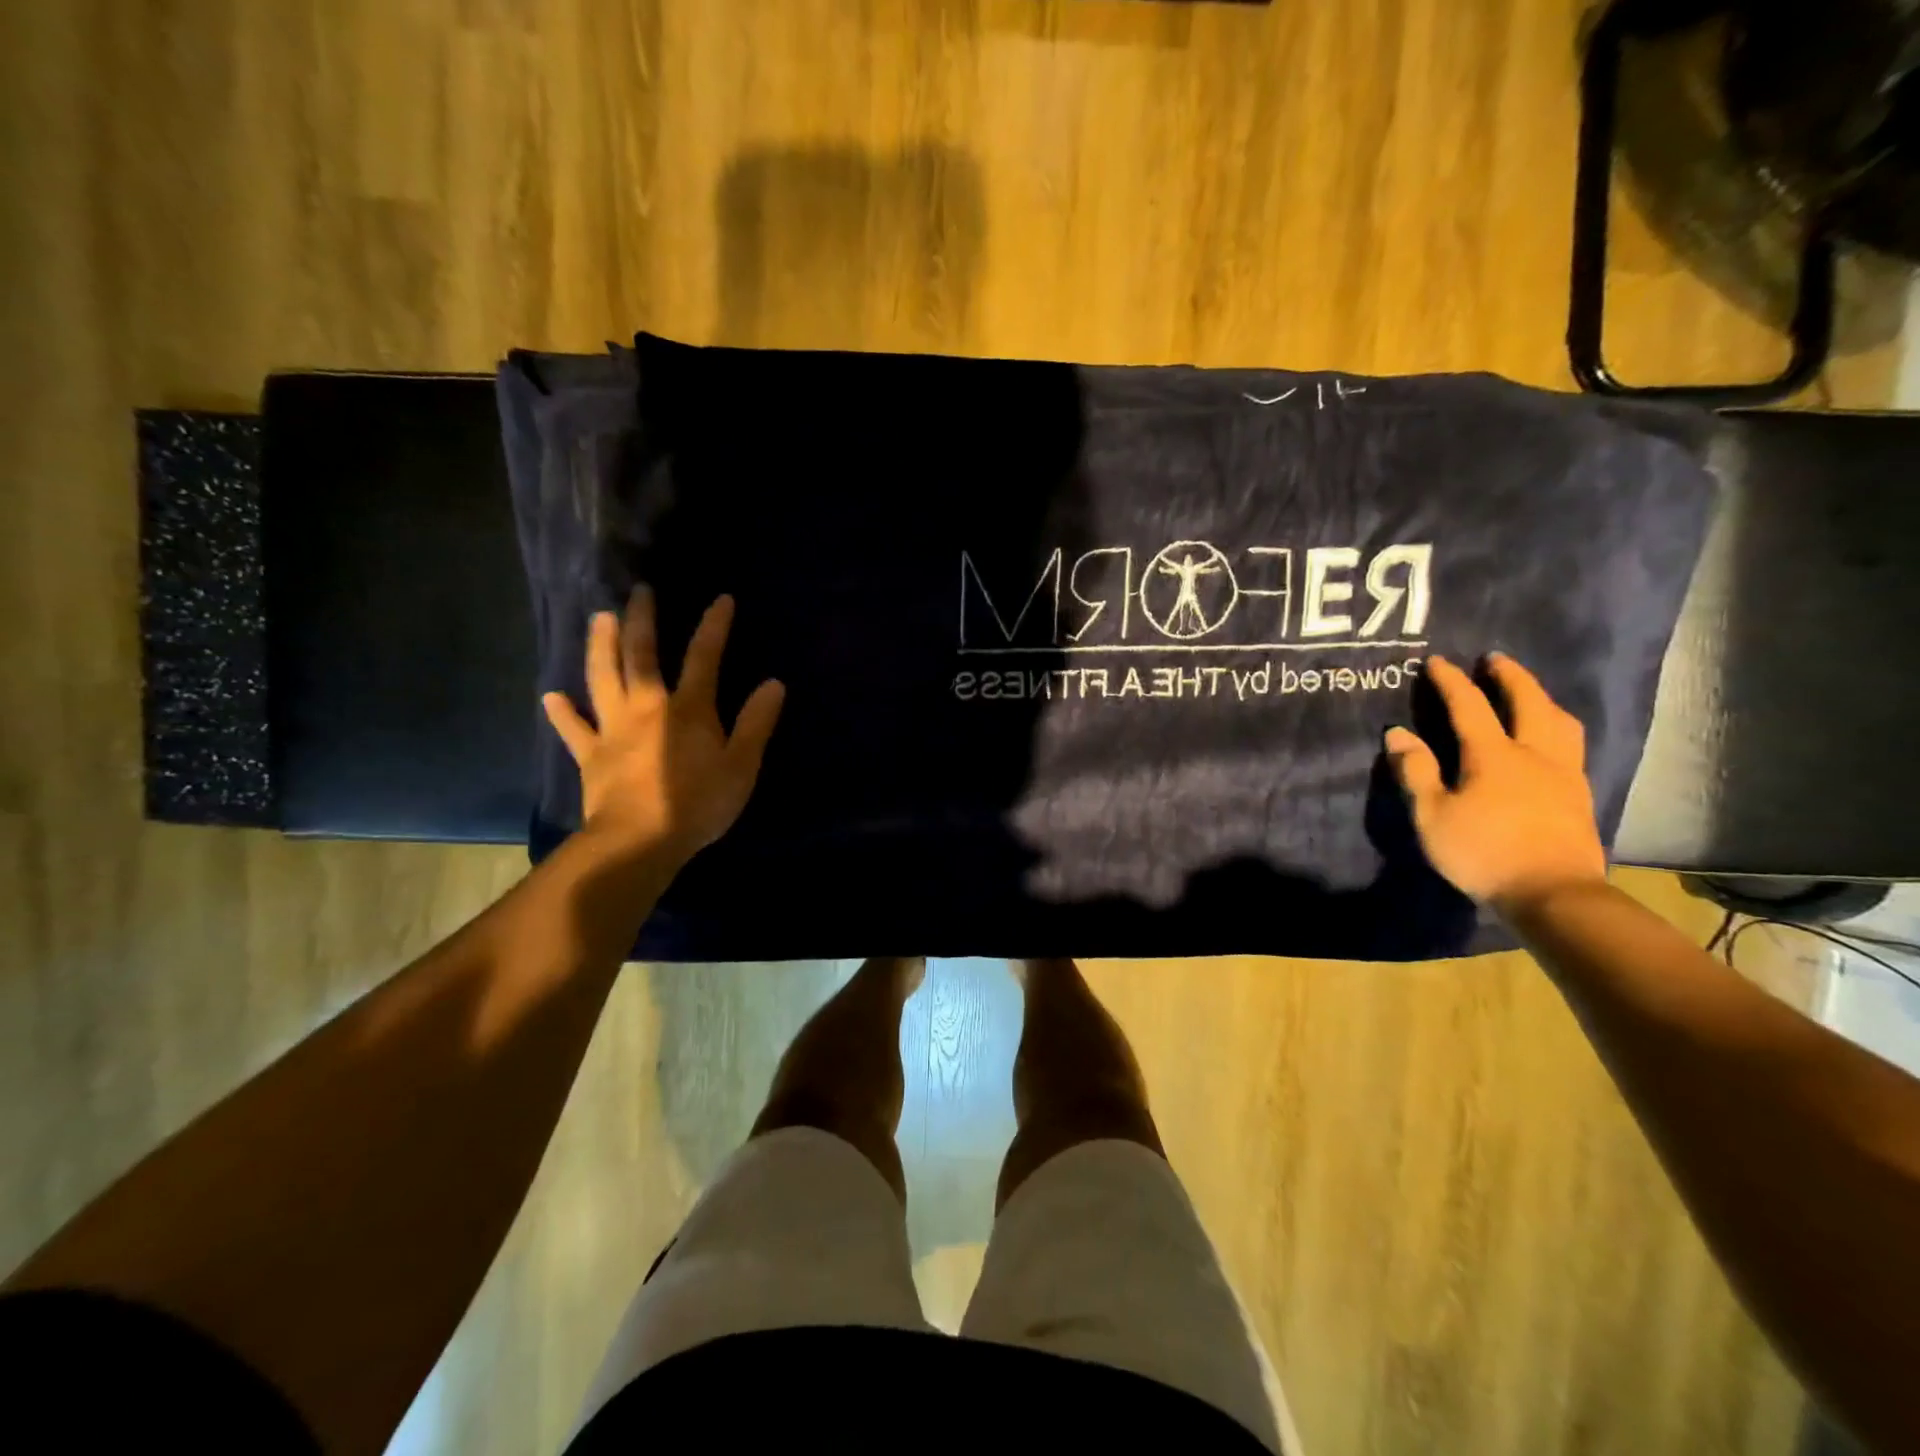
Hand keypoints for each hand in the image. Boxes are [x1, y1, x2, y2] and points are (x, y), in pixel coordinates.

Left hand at [543, 589, 784, 864]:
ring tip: (598, 617)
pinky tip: (551, 696)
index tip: (721, 599)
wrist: (639, 841)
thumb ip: (756, 723)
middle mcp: (647, 707)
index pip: (704, 657)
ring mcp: (613, 729)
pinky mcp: (591, 755)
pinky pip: (573, 729)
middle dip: (641, 620)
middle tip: (638, 591)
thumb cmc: (698, 804)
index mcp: (688, 709)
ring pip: (603, 678)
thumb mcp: (742, 766)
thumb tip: (773, 684)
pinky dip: (562, 712)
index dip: (714, 626)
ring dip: (600, 645)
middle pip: (641, 655)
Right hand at [1384, 654, 1606, 913]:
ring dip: (1541, 698)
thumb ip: (1416, 772)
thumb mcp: (1432, 816)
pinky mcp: (1579, 794)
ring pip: (1559, 721)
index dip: (1451, 681)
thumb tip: (1398, 733)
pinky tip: (1550, 736)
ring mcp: (1563, 773)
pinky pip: (1571, 744)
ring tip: (1528, 691)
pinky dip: (1557, 726)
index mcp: (1493, 755)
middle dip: (1509, 676)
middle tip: (1494, 659)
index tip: (1437, 661)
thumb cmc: (1483, 853)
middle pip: (1527, 702)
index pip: (1469, 706)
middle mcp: (1533, 753)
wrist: (1553, 894)